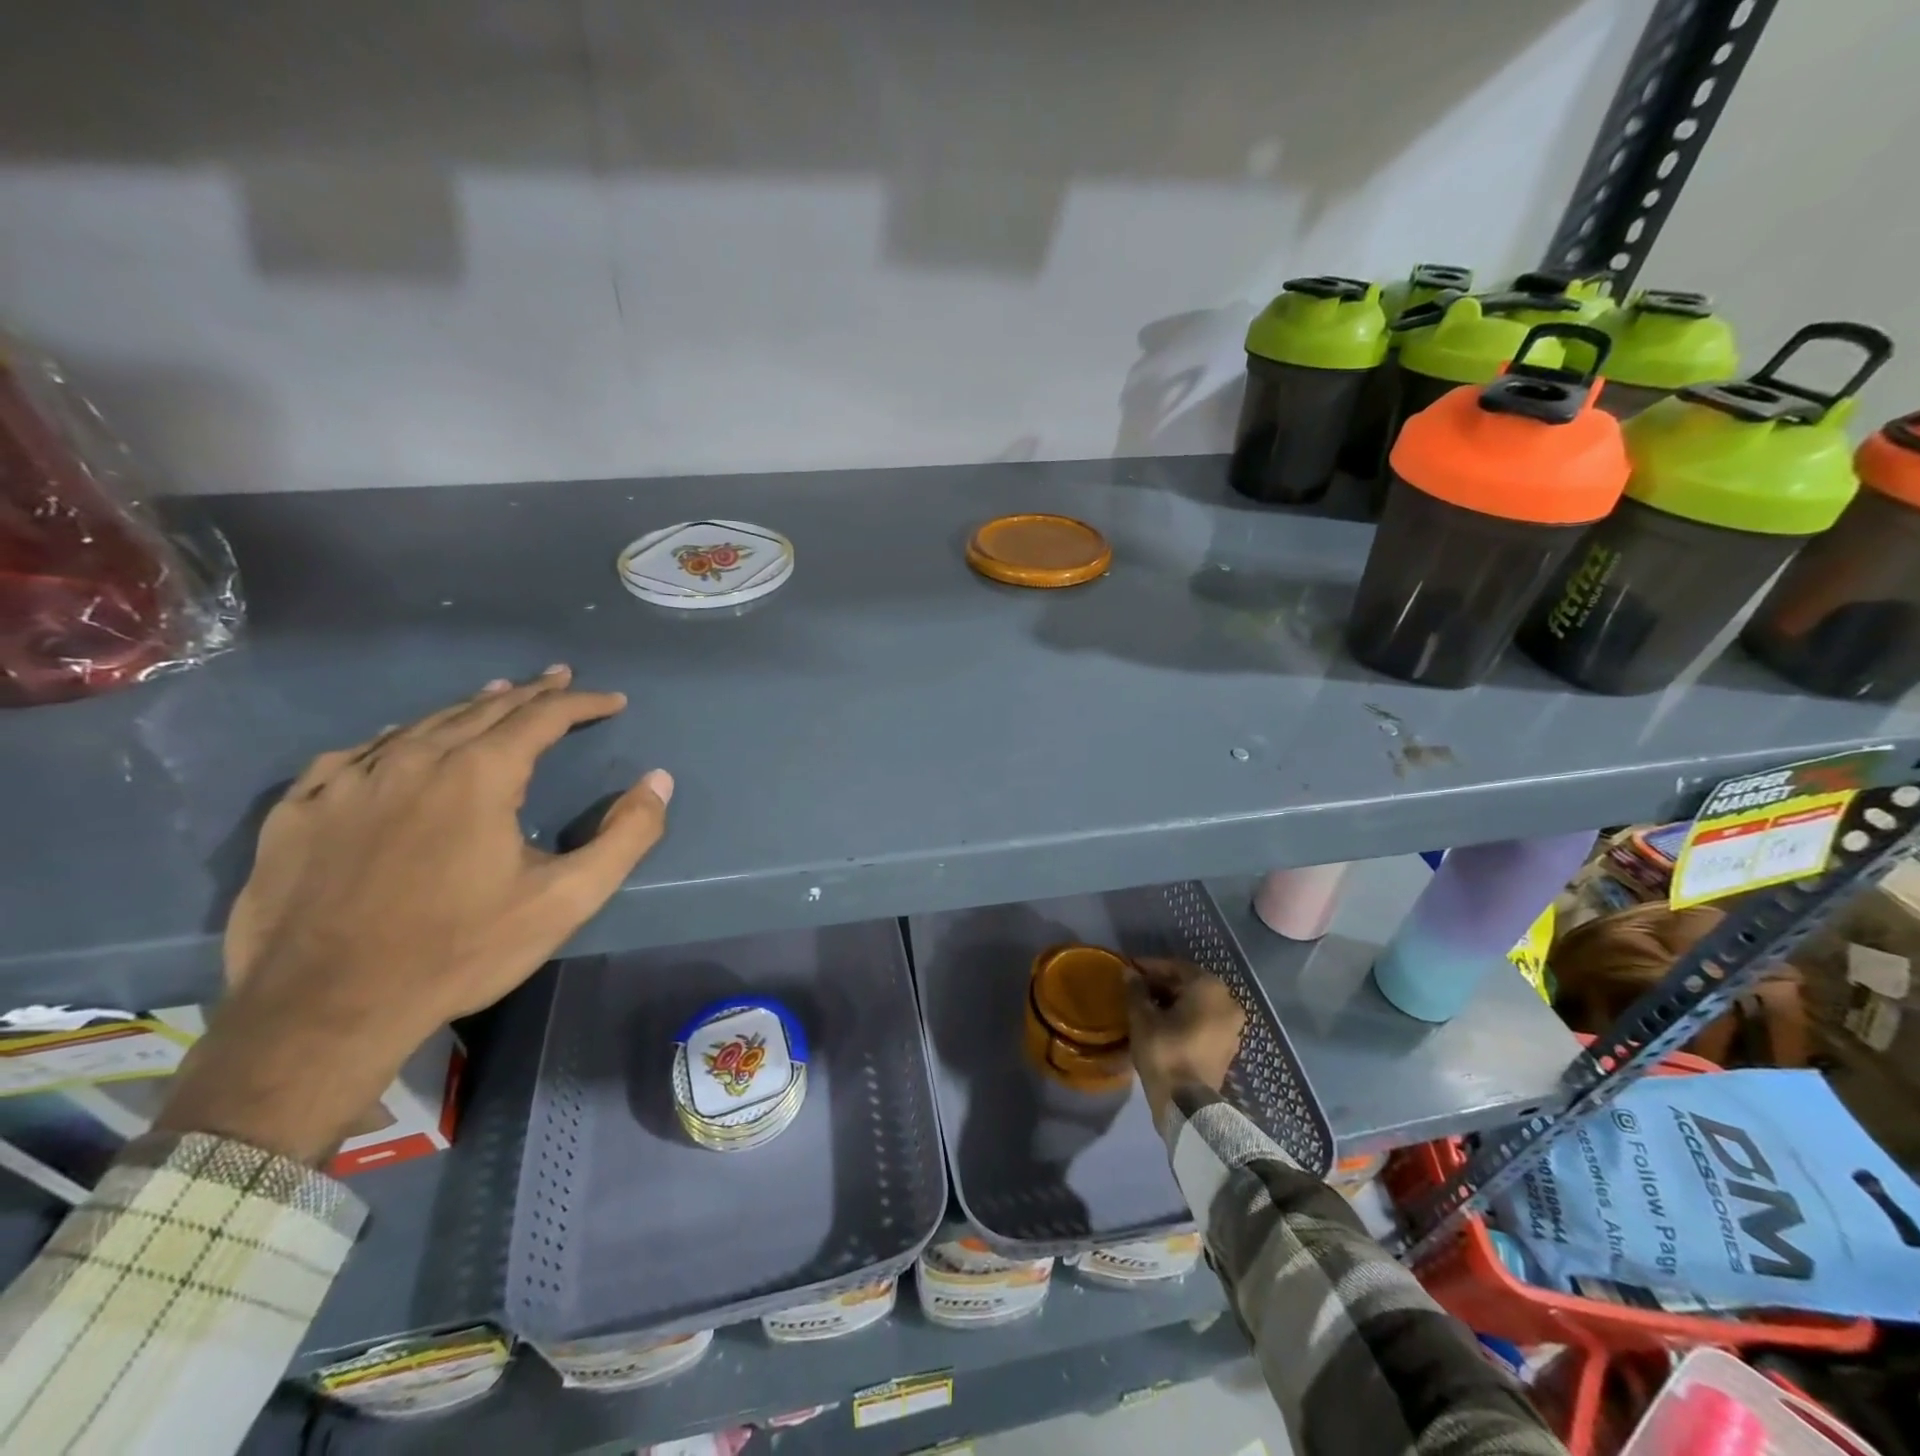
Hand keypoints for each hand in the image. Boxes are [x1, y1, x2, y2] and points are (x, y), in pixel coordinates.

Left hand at [158, 666, 672, 1162]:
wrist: (324, 1011)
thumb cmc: (461, 951)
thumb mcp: (567, 899)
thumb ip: (626, 835)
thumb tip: (659, 780)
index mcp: (478, 775)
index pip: (541, 717)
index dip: (582, 704)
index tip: (613, 701)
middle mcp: (412, 760)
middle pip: (481, 709)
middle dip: (529, 693)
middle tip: (558, 679)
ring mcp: (346, 783)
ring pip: (418, 725)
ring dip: (466, 707)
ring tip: (494, 695)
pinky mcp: (298, 812)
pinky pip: (350, 755)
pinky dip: (389, 739)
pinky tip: (392, 741)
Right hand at [1124, 959, 1246, 1125]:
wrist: (1188, 1105)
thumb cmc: (1165, 1052)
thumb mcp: (1142, 1018)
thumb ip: (1136, 990)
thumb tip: (1129, 972)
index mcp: (1209, 988)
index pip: (1176, 967)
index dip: (1150, 967)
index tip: (1130, 969)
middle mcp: (1227, 1002)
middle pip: (1189, 984)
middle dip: (1162, 984)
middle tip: (1137, 988)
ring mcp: (1232, 1026)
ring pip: (1198, 1003)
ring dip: (1174, 1001)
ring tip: (1147, 1006)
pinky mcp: (1228, 1046)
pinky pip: (1205, 1020)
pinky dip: (1186, 1017)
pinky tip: (1164, 1023)